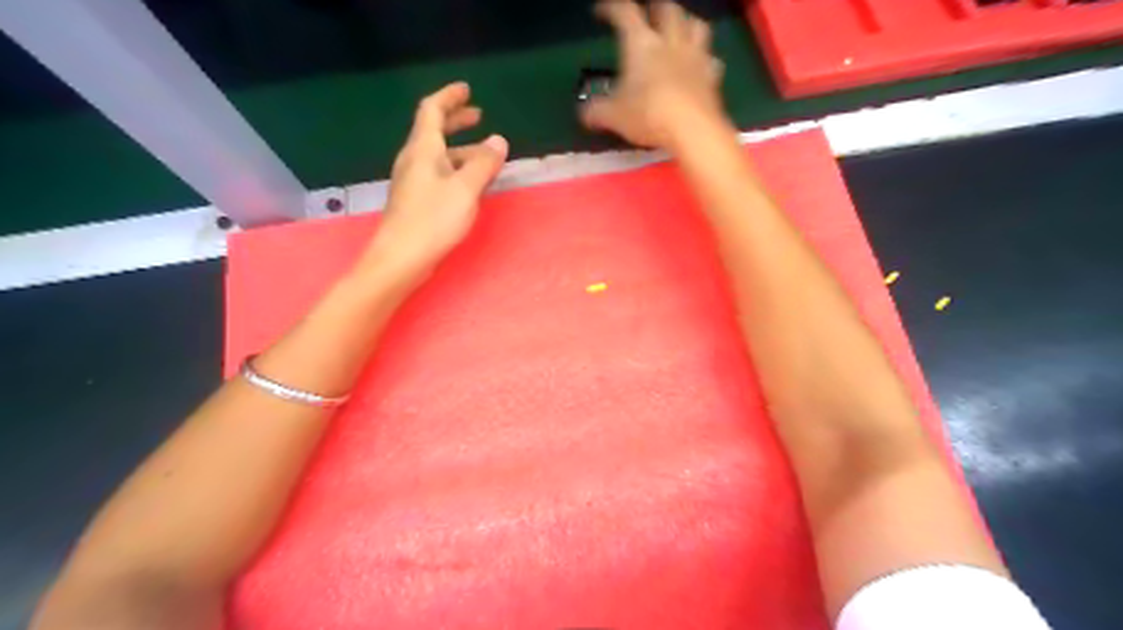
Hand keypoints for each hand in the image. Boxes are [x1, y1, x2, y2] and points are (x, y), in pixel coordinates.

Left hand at [360, 81, 509, 282]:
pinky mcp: (416, 200)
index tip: (467, 90)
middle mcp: (414, 160)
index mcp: (423, 150)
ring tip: (486, 157)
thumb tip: (499, 140)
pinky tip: (470, 184)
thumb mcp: (465, 189)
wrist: (401, 258)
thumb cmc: (433, 220)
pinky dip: (456, 169)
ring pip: (439, 156)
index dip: (449, 97)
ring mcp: (413, 181)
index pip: (432, 110)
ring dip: (461, 149)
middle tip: (478, 116)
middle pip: (433, 131)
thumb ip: (483, 163)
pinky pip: (438, 174)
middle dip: (456, 121)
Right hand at [584, 0, 724, 150]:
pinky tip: (700, 65)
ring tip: (679, 29)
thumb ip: (596, 111)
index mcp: (641, 44)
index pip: (625, 13)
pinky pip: (711, 59)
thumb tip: (584, 112)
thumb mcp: (613, 116)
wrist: (692, 129)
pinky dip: (705, 58)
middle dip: (656, 7)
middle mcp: (670, 42)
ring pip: (696, 25)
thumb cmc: (648, 115)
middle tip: (648, 14)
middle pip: (667, 9)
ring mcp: (695, 57)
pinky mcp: (712, 76)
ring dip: (686, 22)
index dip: (612, 8)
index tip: (602, 11)